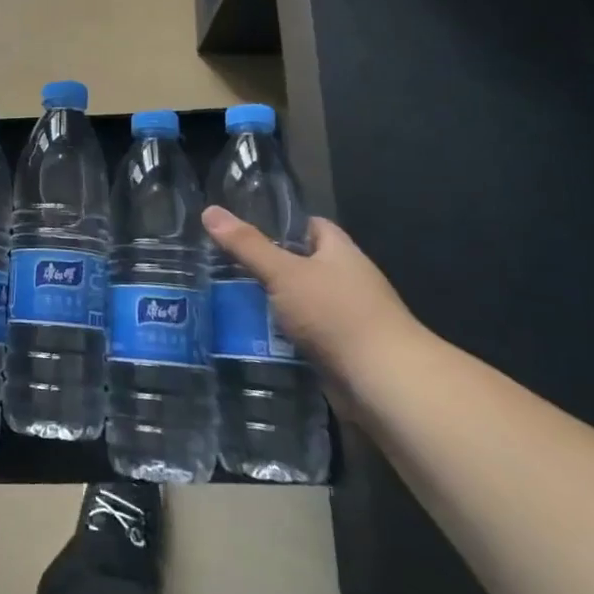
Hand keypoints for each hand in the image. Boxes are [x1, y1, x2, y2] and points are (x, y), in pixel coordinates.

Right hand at [200, 208, 426, 394]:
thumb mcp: (284, 273)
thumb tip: (209, 211)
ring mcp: (345, 318)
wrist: (383, 382)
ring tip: (225, 302)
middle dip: (266, 268)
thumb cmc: (337, 314)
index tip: (243, 229)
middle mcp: (346, 280)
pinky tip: (249, 338)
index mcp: (340, 252)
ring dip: (270, 306)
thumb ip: (247, 245)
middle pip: (300, 266)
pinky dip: (280, 337)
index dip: (280, 224)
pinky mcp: (340, 351)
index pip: (310, 226)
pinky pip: (302, 335)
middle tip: (222, 267)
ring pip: (298, 303)